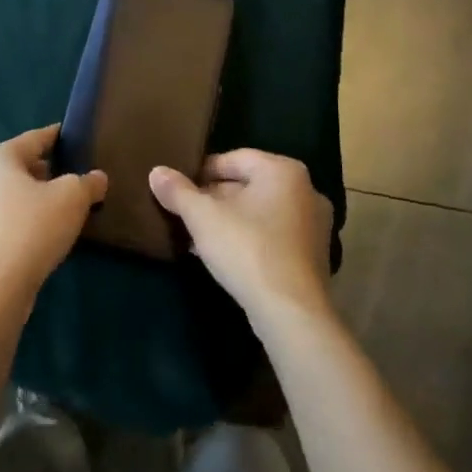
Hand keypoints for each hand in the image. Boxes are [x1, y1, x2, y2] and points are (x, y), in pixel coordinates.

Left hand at [0, 125, 106, 317]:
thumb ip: (88, 183)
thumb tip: (96, 179)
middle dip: (44, 172)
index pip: (34, 139)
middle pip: (17, 167)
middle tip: (70, 180)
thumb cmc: (31, 230)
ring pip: (5, 196)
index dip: (56, 137)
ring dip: (29, 199)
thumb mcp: (72, 199)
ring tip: (56, 211)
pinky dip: (16, 222)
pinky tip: (35, 238)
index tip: (71, 137)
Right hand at [150, 150, 333, 329]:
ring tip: (199, 237)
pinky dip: (250, 240)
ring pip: (260, 213)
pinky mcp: (314, 256)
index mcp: (283, 170)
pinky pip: (274, 236)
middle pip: (248, 185)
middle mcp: (306, 190)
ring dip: (230, 221)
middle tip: (186, 214)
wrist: (291, 312)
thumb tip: (156, 171)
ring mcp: (315, 225)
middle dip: (215, 199)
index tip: (179, 189)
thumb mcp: (203, 217)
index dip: (202, 172)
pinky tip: (225, 257)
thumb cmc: (248, 250)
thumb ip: (178, 192)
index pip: (234, 159)